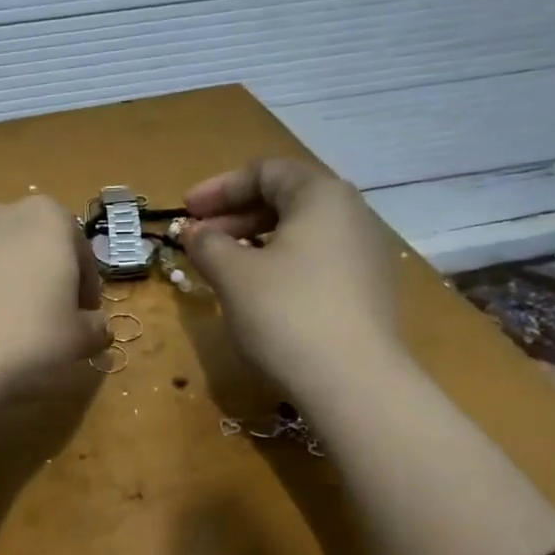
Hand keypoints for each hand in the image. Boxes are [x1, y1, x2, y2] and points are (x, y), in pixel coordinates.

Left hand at [0, 196, 109, 401]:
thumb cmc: (26, 337)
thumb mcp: (78, 339)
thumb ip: (94, 328)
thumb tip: (96, 328)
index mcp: (45, 219)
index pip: (78, 249)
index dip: (85, 286)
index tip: (83, 317)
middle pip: (26, 244)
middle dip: (34, 275)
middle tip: (37, 319)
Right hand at [182, 159, 404, 401]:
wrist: (354, 383)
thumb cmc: (286, 313)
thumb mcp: (233, 274)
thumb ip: (207, 243)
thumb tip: (195, 232)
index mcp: (321, 195)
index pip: (265, 172)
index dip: (218, 188)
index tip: (186, 211)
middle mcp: (352, 213)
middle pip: (285, 198)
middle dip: (235, 215)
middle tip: (199, 239)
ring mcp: (366, 253)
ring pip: (301, 232)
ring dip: (255, 240)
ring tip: (223, 266)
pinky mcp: (369, 289)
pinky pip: (317, 260)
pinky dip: (281, 263)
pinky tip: (259, 291)